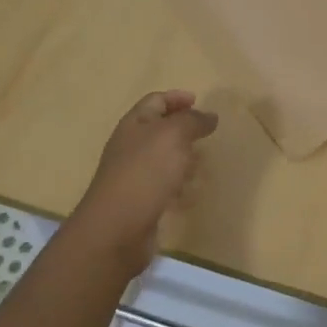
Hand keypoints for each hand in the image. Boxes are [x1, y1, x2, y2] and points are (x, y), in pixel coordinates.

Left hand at [71, 90, 218, 272]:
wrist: (117, 228)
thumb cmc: (146, 172)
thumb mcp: (173, 136)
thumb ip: (193, 121)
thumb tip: (209, 116)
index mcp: (134, 124)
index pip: (155, 101)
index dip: (176, 98)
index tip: (198, 101)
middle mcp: (130, 147)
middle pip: (158, 130)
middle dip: (183, 130)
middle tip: (206, 134)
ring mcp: (134, 176)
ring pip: (163, 160)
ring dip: (183, 159)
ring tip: (203, 165)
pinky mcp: (140, 202)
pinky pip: (164, 187)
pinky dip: (179, 187)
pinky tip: (191, 195)